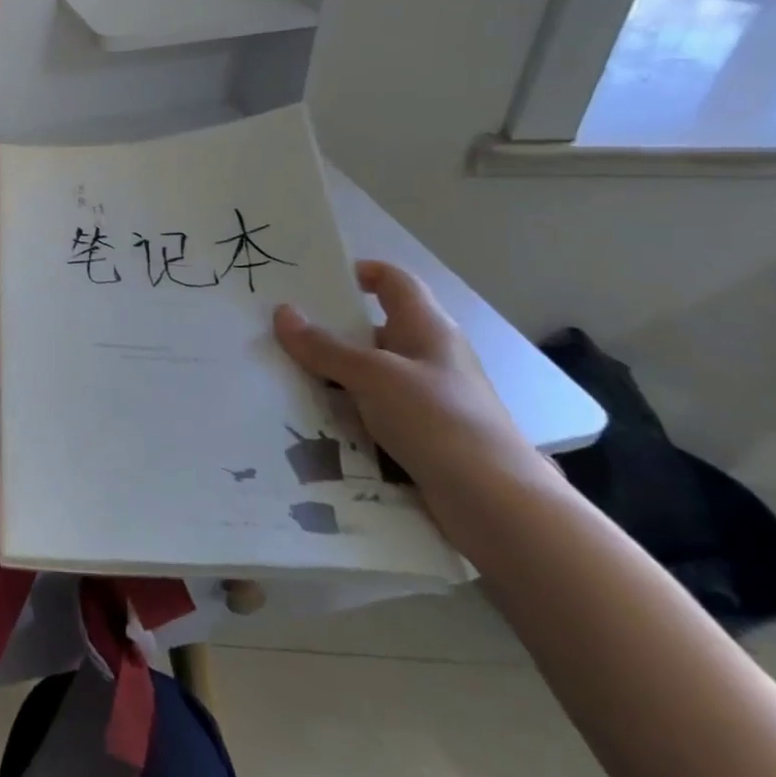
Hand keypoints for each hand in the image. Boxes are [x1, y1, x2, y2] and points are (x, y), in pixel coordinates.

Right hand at [273, 260, 546, 514]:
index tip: (314, 281)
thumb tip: (282, 313)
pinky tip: (311, 419)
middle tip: (280, 332)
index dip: (359, 273)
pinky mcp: (421, 434)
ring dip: (332, 376)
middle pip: (373, 329)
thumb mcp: (372, 376)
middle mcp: (428, 356)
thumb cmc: (438, 420)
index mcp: (427, 328)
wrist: (495, 503)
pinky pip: (373, 411)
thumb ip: (325, 347)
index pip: (393, 281)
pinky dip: (345, 411)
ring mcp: (427, 397)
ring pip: (369, 374)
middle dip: (329, 331)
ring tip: (282, 375)